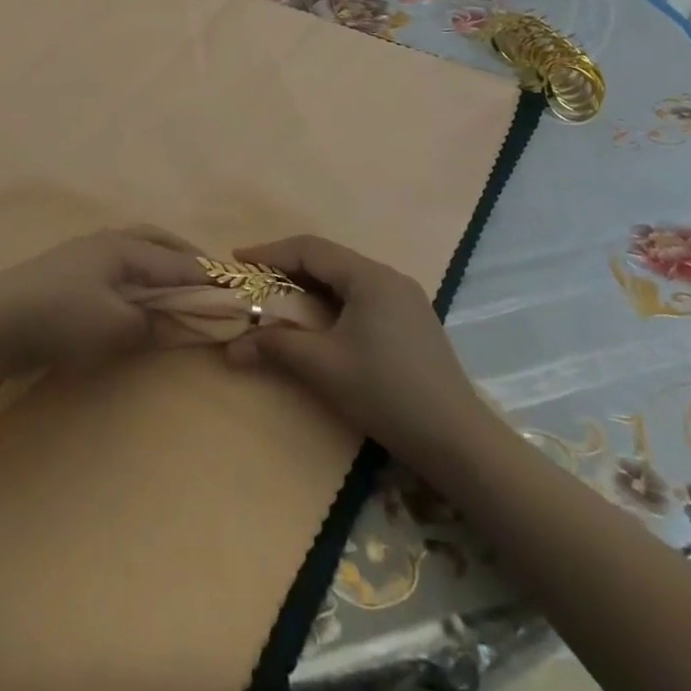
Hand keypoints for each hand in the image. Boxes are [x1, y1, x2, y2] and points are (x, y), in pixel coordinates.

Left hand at [0, 227, 207, 376]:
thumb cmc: (61, 318)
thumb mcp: (115, 326)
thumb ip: (153, 323)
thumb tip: (180, 322)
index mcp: (125, 248)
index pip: (179, 263)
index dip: (209, 281)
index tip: (237, 296)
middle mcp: (109, 241)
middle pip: (158, 242)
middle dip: (187, 259)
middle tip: (211, 281)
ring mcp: (86, 253)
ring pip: (137, 250)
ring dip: (162, 264)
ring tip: (179, 286)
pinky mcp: (70, 271)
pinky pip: (119, 265)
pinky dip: (140, 274)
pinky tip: (138, 293)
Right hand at [226, 234, 487, 451]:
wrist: (459, 442)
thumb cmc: (386, 393)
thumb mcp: (324, 367)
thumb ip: (276, 347)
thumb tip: (231, 347)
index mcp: (369, 277)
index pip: (309, 249)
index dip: (269, 252)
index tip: (238, 261)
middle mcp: (389, 277)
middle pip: (329, 260)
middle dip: (287, 269)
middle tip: (255, 283)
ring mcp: (406, 299)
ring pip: (346, 279)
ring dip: (310, 286)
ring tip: (281, 301)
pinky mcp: (413, 323)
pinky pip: (362, 297)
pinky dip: (333, 302)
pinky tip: (321, 323)